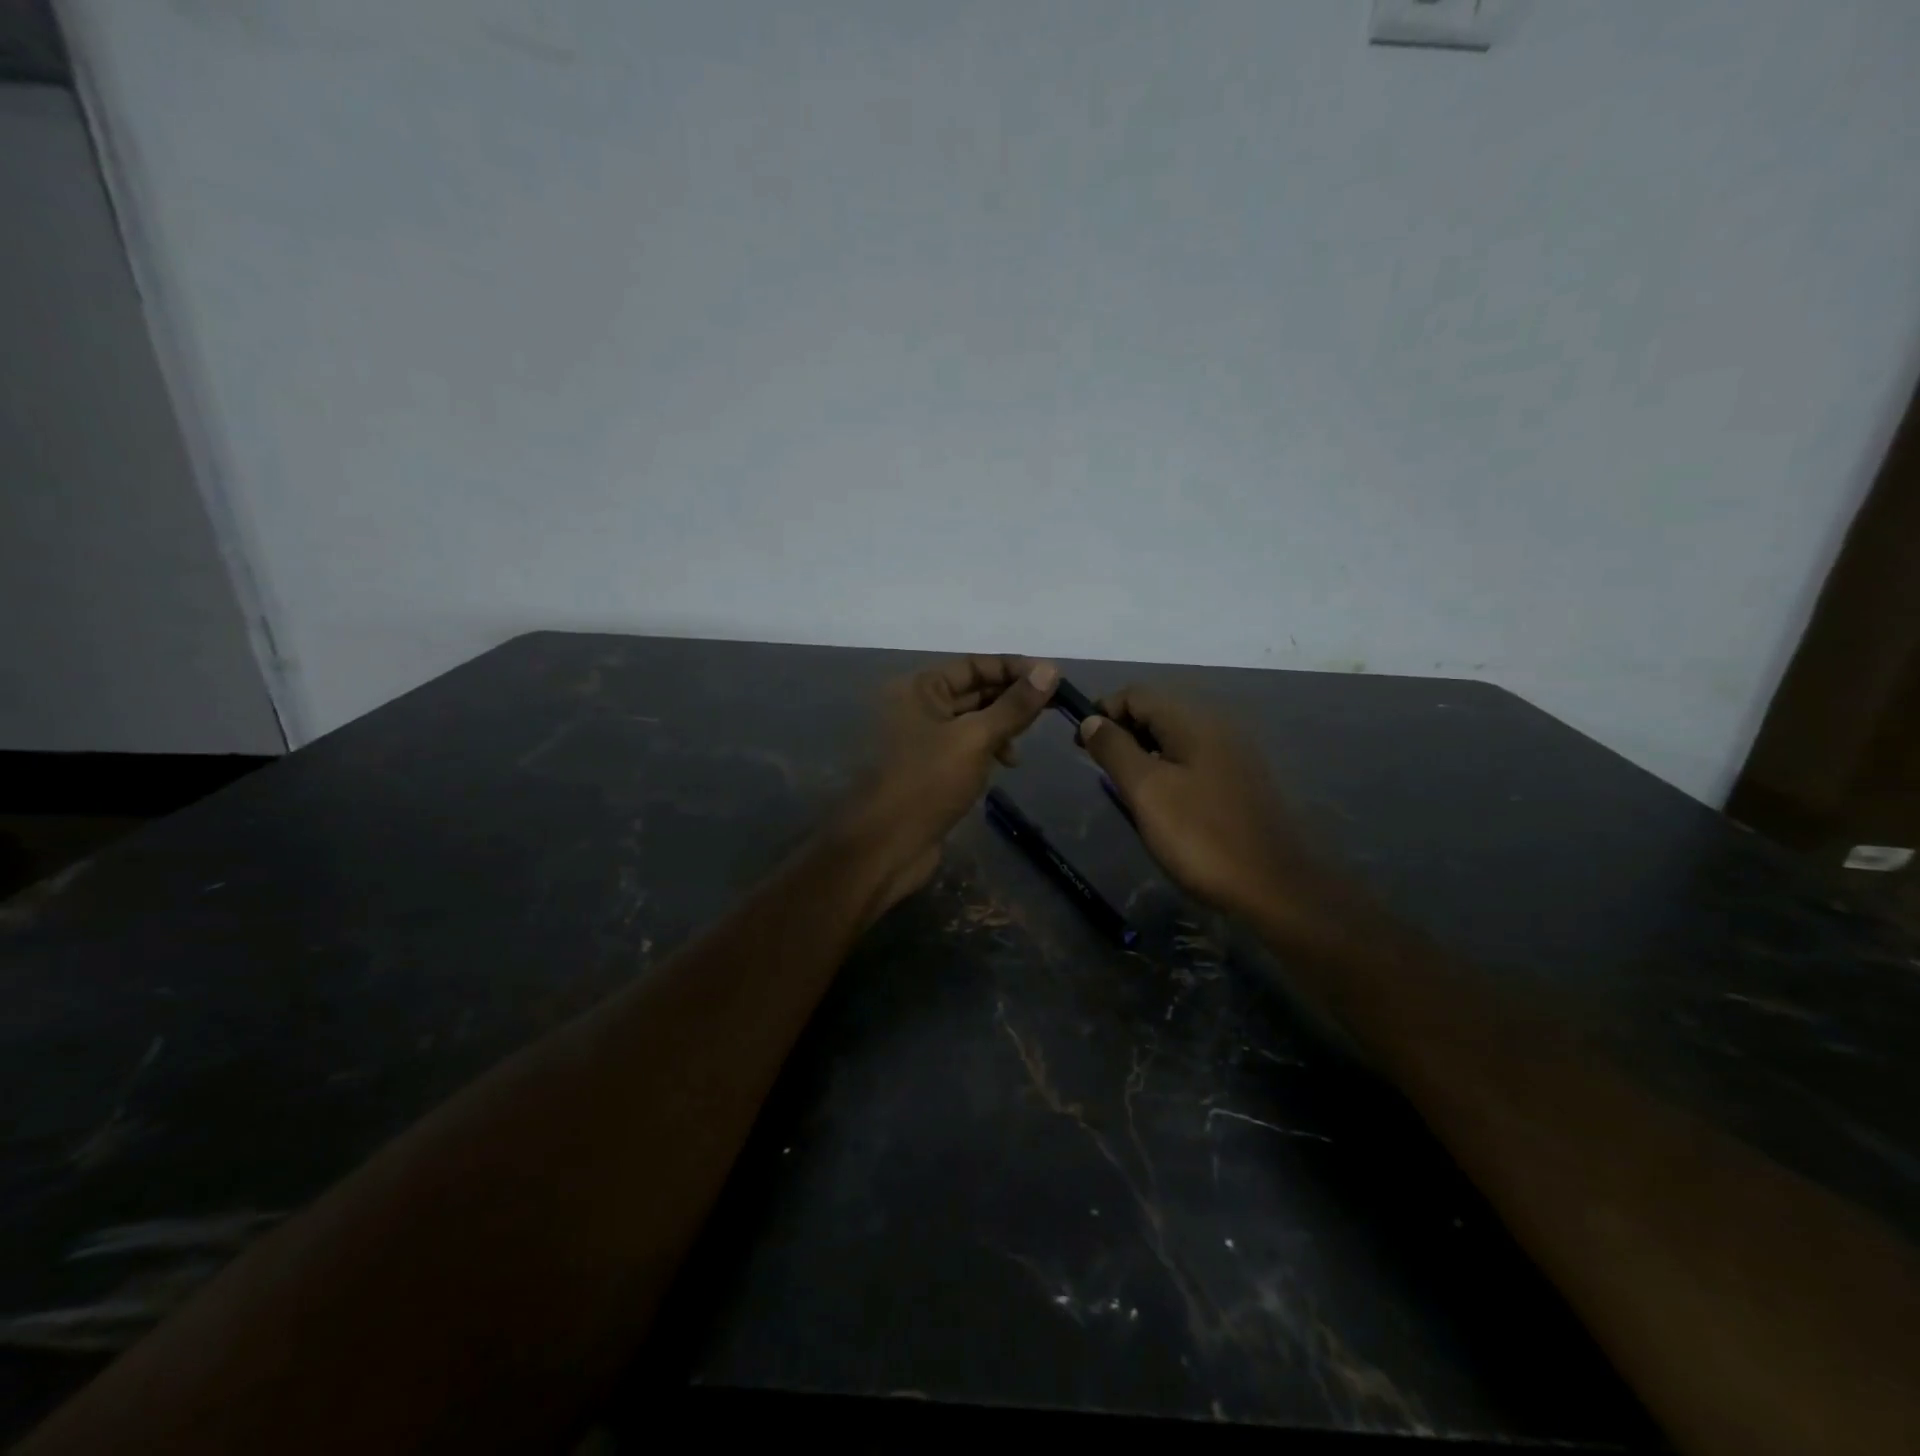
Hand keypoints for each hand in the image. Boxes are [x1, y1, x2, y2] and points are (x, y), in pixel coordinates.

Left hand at [841, 655, 1058, 911]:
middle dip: (1011, 698)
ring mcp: (922, 740)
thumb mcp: (975, 739)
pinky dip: (989, 749)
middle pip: (973, 690)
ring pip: (972, 721)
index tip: (1053, 679)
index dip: (1014, 668)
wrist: (885, 846)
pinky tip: (1007, 764)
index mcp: (919, 688)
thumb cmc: (926, 783)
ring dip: (1002, 726)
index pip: (974, 664)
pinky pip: (966, 747)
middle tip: (1053, 708)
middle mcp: (917, 707)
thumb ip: (1014, 706)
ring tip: (1024, 744)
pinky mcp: (930, 769)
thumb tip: (1050, 670)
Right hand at [1078, 686, 1332, 930]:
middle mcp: (1217, 726)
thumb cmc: (1201, 836)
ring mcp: (1233, 754)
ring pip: (1175, 737)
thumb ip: (1115, 749)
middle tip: (1099, 769)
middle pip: (1157, 711)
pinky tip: (1160, 801)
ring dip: (1143, 752)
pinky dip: (1167, 768)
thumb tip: (1091, 720)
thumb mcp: (1146, 791)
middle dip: (1122, 732)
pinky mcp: (1241, 780)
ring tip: (1124, 787)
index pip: (1137, 694)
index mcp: (1194, 721)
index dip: (1102, 711)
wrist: (1274, 887)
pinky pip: (1193, 759)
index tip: (1080, 745)